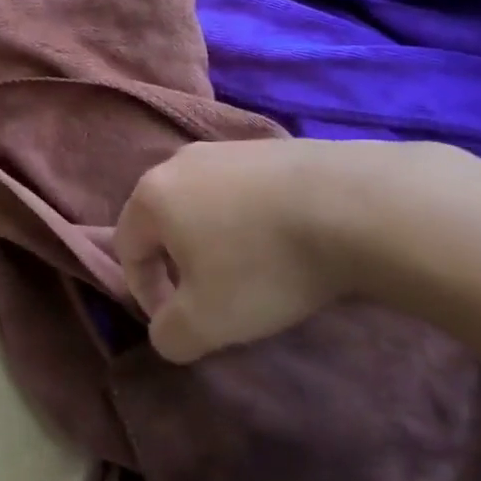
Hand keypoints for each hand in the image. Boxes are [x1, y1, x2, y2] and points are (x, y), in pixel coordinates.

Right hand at [117, 138, 468, 361]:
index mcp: (153, 195)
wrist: (352, 205)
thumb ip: (171, 334)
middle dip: (180, 263)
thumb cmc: (263, 264)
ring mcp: (228, 148)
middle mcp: (181, 161)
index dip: (145, 293)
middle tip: (212, 298)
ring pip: (205, 202)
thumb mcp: (208, 320)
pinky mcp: (270, 146)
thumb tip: (165, 331)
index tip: (180, 323)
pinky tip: (284, 241)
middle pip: (164, 219)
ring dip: (216, 239)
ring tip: (252, 271)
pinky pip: (244, 190)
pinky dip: (251, 219)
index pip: (127, 247)